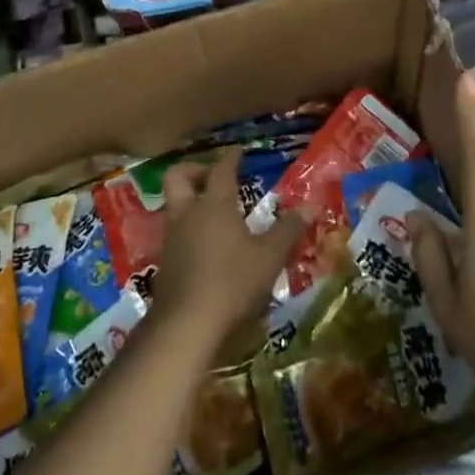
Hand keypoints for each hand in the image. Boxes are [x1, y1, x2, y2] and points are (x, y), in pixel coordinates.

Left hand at [153, 150, 306, 346]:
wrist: (186, 324)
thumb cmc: (232, 282)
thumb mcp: (270, 256)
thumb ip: (289, 229)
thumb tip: (311, 205)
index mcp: (214, 204)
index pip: (221, 169)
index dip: (231, 157)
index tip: (239, 151)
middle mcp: (187, 213)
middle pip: (178, 176)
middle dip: (194, 170)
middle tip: (213, 177)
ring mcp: (171, 237)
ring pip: (172, 204)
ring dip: (189, 200)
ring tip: (212, 212)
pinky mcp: (163, 261)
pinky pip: (173, 231)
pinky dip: (187, 228)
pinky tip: (204, 245)